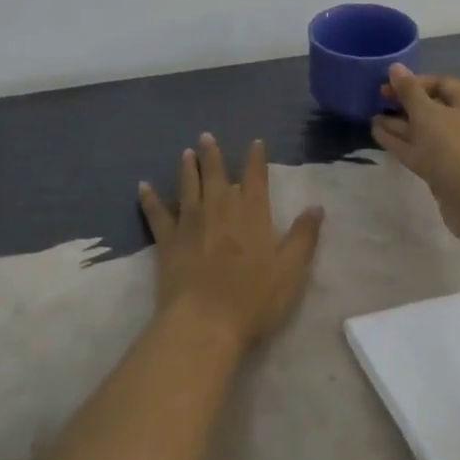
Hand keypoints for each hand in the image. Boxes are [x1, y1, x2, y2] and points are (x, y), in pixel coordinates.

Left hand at [138, 135, 323, 349]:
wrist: (205, 322)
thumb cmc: (253, 299)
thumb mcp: (291, 270)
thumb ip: (303, 236)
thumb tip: (316, 206)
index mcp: (252, 213)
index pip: (255, 178)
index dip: (256, 159)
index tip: (255, 142)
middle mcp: (220, 208)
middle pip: (216, 174)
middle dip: (213, 154)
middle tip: (205, 136)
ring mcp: (191, 222)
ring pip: (188, 186)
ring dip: (187, 168)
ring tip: (186, 153)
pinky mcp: (168, 241)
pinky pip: (157, 214)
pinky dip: (149, 199)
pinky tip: (143, 187)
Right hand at [371, 66, 459, 240]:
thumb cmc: (454, 147)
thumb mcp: (427, 113)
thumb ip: (409, 91)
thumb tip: (396, 67)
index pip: (442, 84)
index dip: (414, 82)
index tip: (389, 86)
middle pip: (433, 108)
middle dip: (405, 105)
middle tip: (379, 102)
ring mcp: (458, 150)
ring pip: (425, 132)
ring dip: (400, 125)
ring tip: (373, 119)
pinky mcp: (447, 172)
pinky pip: (422, 151)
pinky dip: (402, 143)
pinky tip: (378, 135)